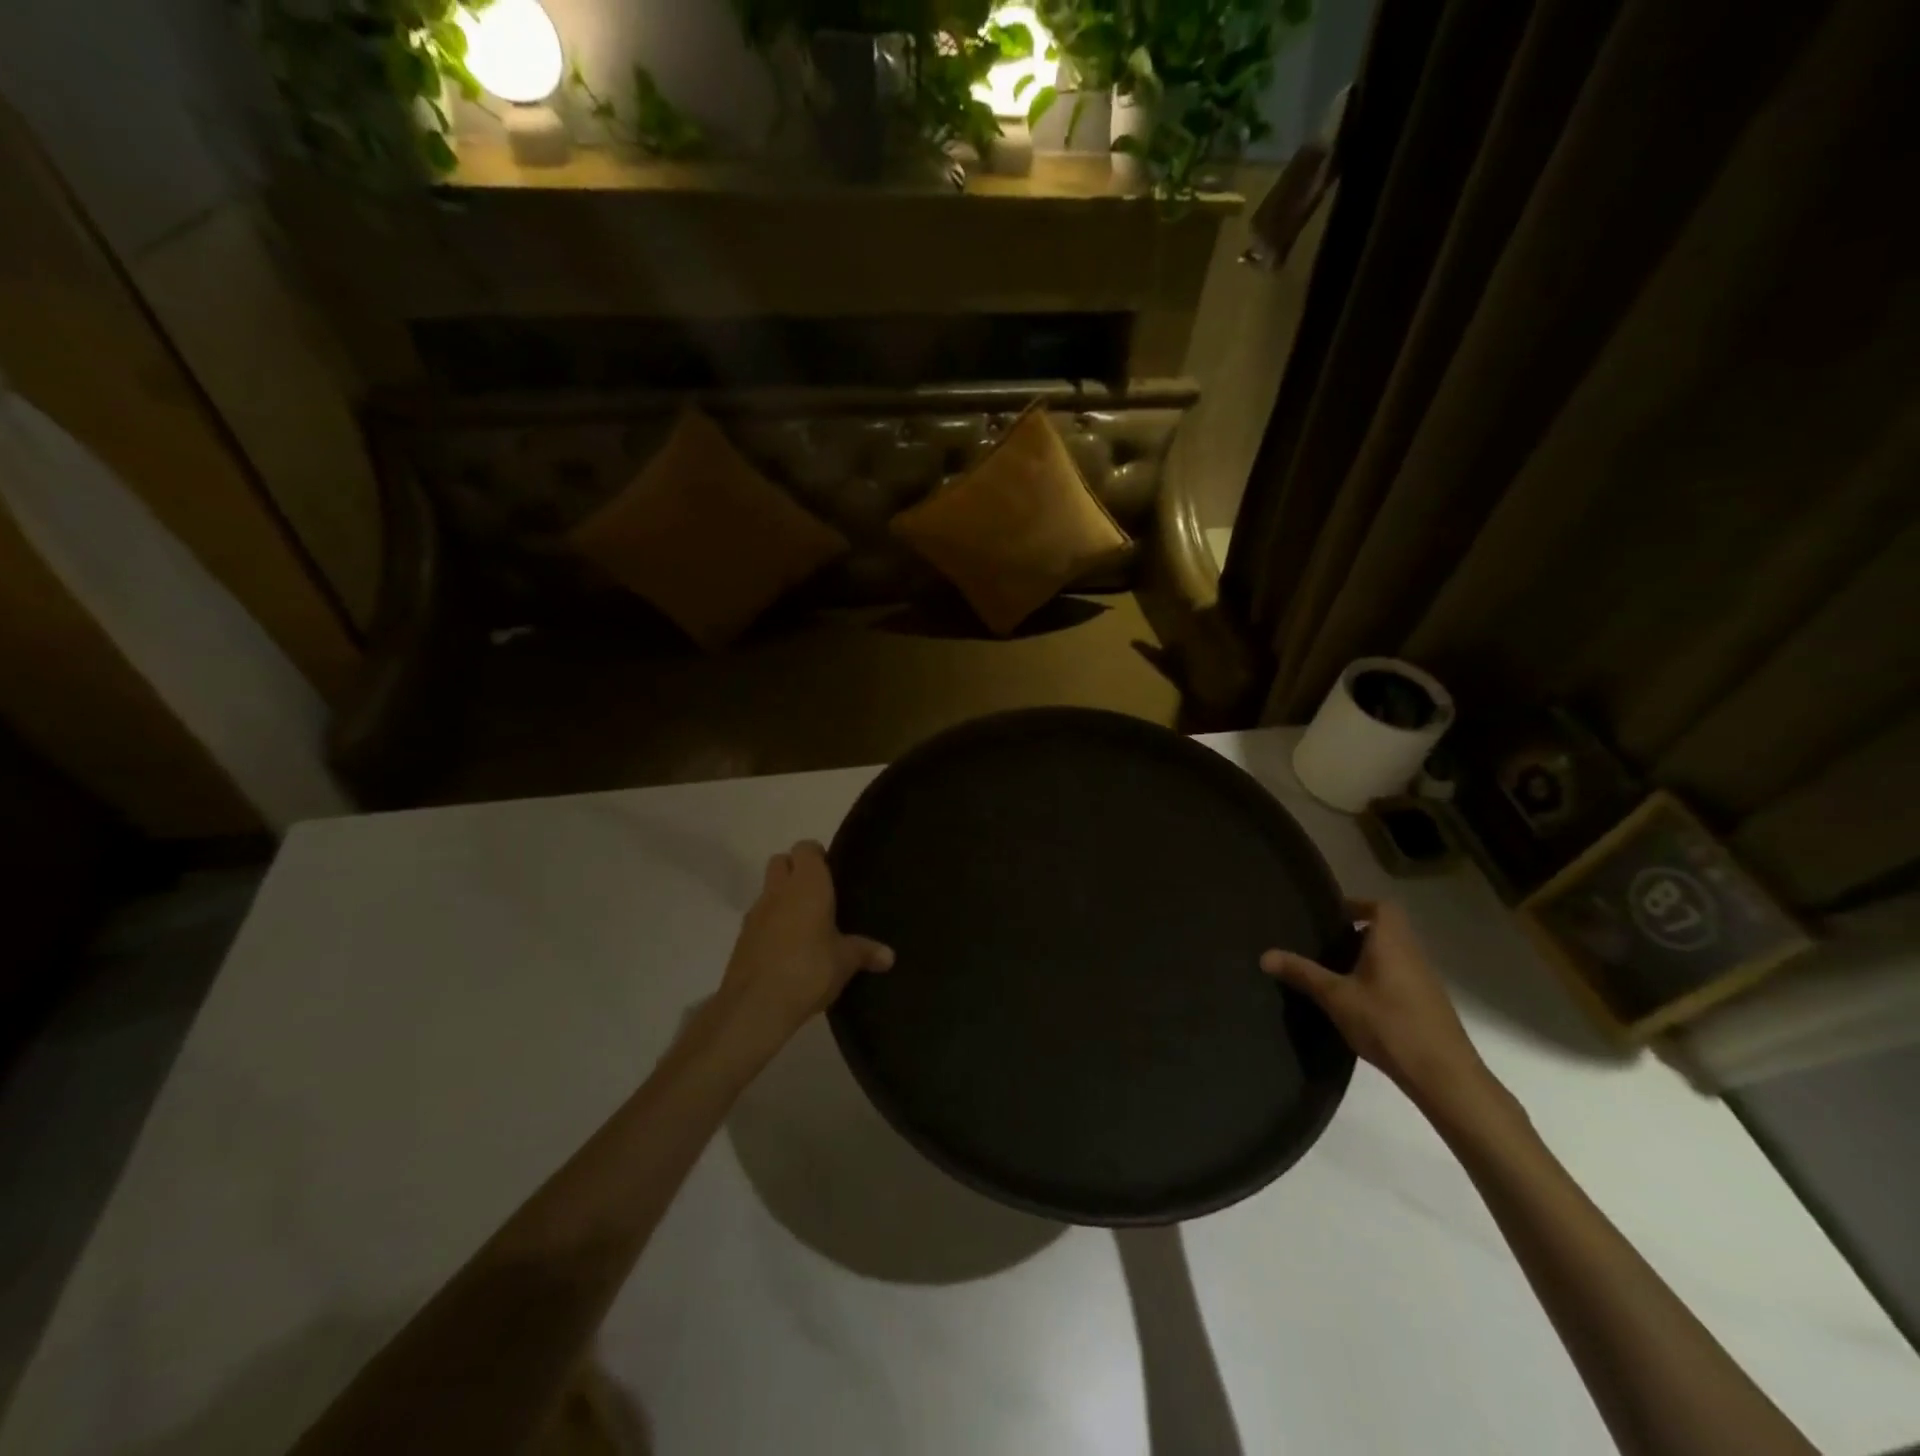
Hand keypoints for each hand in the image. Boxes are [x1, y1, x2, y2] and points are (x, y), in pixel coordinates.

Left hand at [716, 840, 892, 1040]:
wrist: (756, 1005)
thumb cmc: (810, 969)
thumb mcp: (845, 961)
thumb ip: (866, 952)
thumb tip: (889, 956)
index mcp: (807, 884)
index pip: (806, 848)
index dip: (817, 856)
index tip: (832, 872)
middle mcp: (778, 890)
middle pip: (780, 861)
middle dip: (796, 870)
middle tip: (818, 894)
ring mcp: (755, 913)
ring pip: (768, 890)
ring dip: (782, 898)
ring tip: (805, 924)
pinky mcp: (742, 938)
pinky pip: (759, 919)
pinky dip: (771, 924)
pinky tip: (787, 948)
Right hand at [1261, 899, 1502, 1123]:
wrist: (1444, 1075)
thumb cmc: (1388, 1023)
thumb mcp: (1336, 997)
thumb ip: (1302, 973)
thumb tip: (1264, 955)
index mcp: (1392, 941)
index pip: (1381, 906)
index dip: (1357, 905)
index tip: (1330, 917)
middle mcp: (1412, 953)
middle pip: (1386, 929)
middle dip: (1356, 933)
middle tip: (1323, 944)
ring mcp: (1424, 980)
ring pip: (1393, 955)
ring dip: (1368, 958)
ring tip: (1334, 972)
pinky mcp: (1428, 1004)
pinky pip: (1400, 977)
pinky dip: (1379, 979)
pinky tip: (1358, 1002)